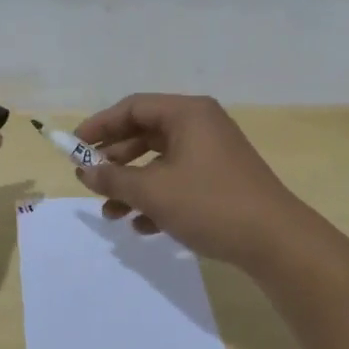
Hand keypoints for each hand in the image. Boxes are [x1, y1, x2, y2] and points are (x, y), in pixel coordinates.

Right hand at [74, 94, 304, 266]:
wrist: (275, 241)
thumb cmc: (210, 204)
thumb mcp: (154, 192)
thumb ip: (114, 178)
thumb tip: (84, 171)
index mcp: (188, 114)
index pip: (133, 107)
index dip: (100, 125)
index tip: (74, 147)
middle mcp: (201, 125)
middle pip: (146, 133)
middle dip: (115, 160)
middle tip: (89, 180)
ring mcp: (214, 153)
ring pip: (161, 162)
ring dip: (133, 185)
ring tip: (111, 214)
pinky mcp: (221, 180)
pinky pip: (179, 180)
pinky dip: (158, 198)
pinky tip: (143, 227)